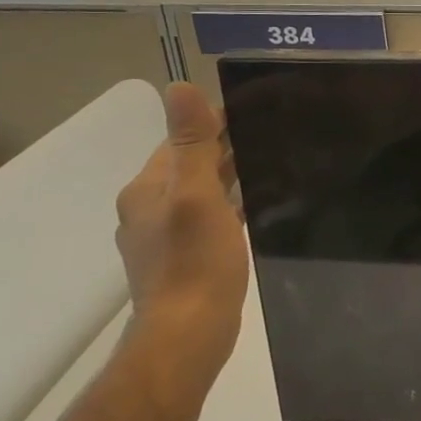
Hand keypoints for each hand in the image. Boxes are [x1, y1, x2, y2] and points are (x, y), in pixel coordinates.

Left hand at [114, 83, 249, 406]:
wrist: (188, 334)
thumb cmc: (195, 261)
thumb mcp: (197, 195)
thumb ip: (191, 143)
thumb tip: (179, 86)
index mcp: (146, 189)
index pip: (180, 139)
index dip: (214, 121)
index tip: (257, 107)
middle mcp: (148, 209)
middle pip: (189, 164)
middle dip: (224, 146)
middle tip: (273, 132)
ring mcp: (164, 237)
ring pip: (200, 191)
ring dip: (229, 175)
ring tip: (271, 163)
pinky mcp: (184, 258)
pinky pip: (208, 217)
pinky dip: (229, 203)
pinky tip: (255, 206)